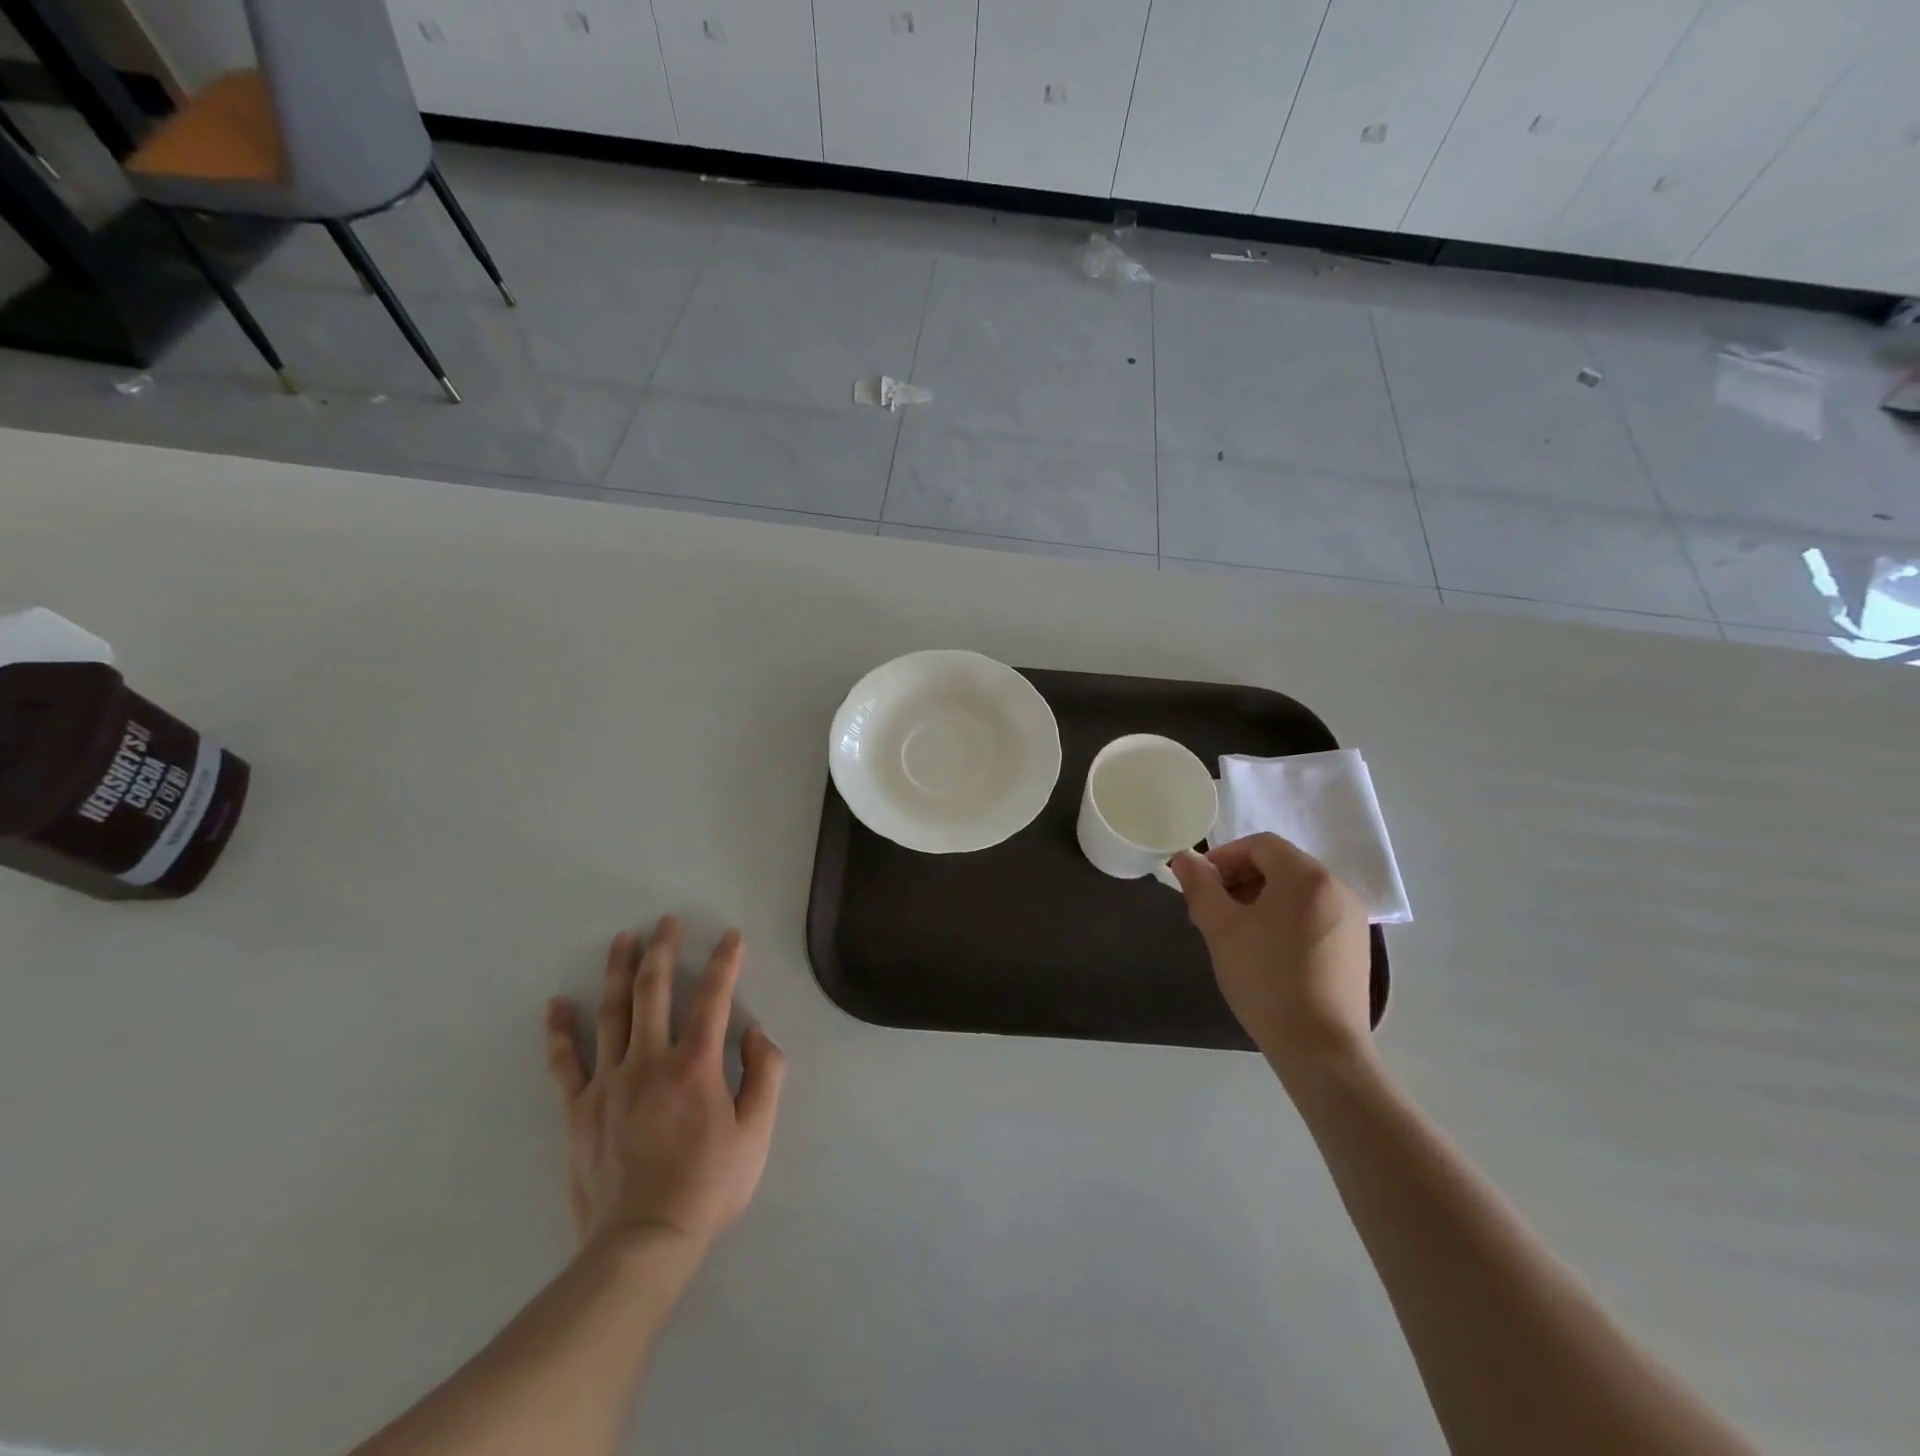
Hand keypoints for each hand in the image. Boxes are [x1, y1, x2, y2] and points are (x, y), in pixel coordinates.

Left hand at [545, 917, 785, 1255]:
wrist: (642, 1244)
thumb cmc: (708, 1187)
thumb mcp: (757, 1133)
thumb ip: (765, 1074)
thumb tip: (756, 1030)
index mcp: (695, 1065)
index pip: (713, 997)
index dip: (725, 962)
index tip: (731, 936)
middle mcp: (650, 1061)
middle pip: (654, 991)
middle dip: (663, 949)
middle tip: (666, 921)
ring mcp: (609, 1083)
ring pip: (612, 1013)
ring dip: (619, 971)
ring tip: (623, 939)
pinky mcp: (579, 1110)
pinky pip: (566, 1063)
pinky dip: (560, 1032)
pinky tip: (556, 1005)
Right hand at [1170, 835, 1372, 1078]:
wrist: (1320, 1048)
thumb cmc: (1266, 979)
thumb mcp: (1220, 928)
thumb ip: (1200, 886)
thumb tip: (1184, 858)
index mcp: (1306, 876)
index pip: (1260, 845)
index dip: (1225, 857)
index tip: (1202, 885)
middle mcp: (1337, 888)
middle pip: (1281, 865)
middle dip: (1241, 879)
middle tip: (1213, 909)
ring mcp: (1352, 918)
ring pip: (1297, 891)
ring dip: (1262, 899)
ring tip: (1237, 932)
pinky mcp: (1356, 946)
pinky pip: (1314, 914)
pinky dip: (1286, 918)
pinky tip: (1268, 951)